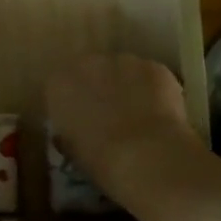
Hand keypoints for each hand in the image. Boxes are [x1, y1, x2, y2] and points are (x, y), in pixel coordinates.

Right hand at [47, 54, 201, 201]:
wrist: (147, 156)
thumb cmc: (101, 159)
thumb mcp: (72, 152)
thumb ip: (67, 134)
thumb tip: (68, 134)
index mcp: (58, 85)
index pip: (59, 88)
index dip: (70, 105)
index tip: (79, 121)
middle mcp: (87, 64)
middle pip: (91, 71)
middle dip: (98, 88)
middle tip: (110, 116)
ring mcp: (123, 61)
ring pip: (123, 71)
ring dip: (127, 87)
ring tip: (139, 115)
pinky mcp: (154, 67)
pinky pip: (150, 77)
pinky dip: (154, 91)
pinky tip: (162, 113)